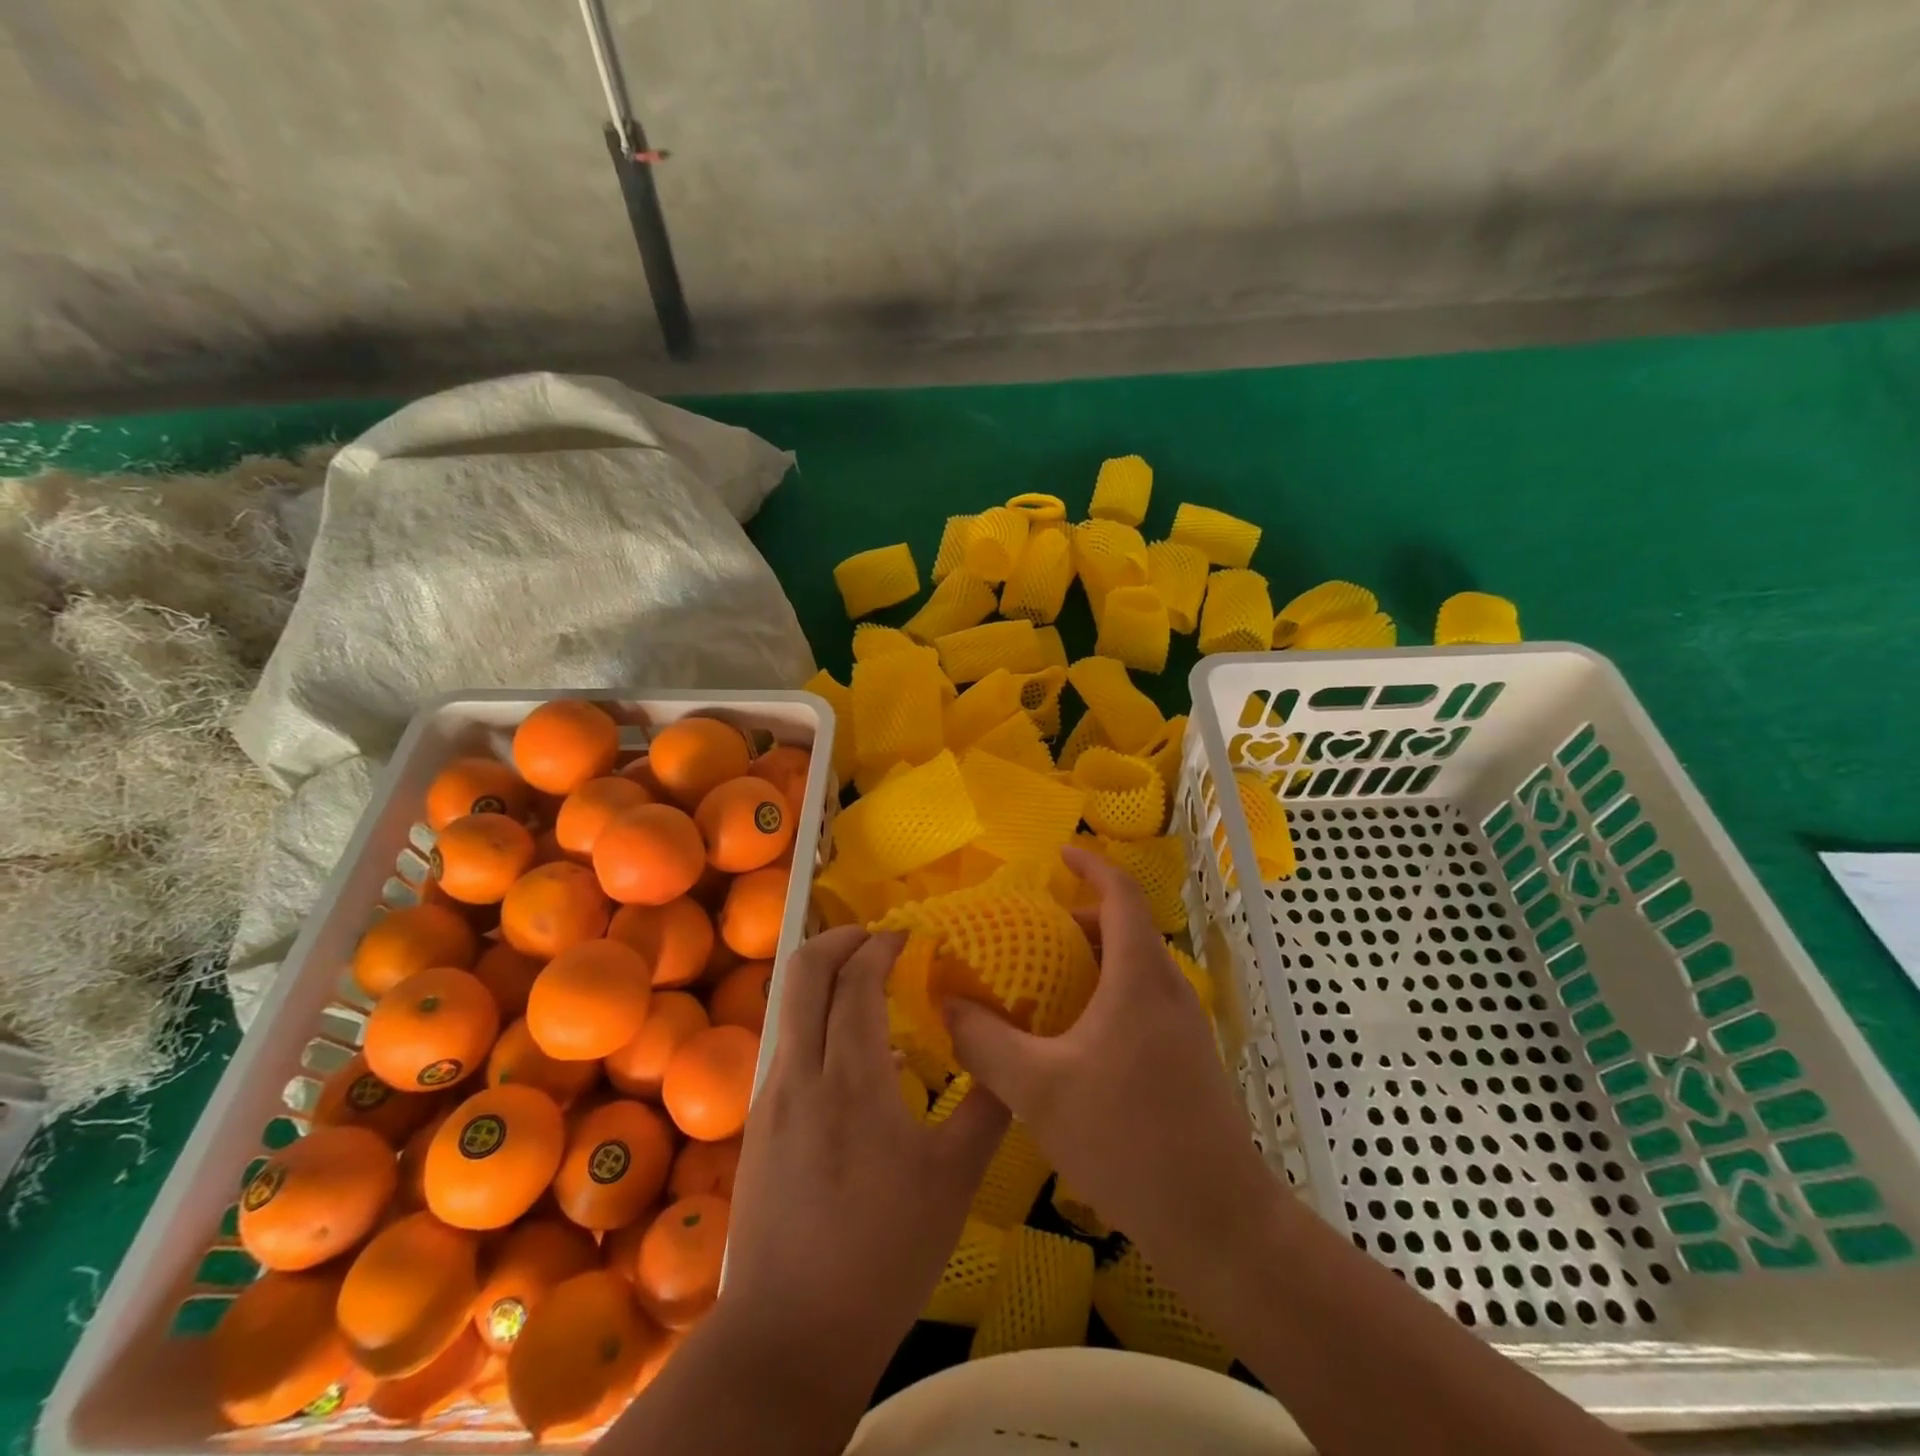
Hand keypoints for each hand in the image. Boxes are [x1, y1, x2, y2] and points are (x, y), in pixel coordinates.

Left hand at [719, 926, 1009, 1375]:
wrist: (790, 1335)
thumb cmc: (884, 1254)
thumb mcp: (954, 1181)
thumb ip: (987, 1107)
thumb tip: (1011, 1054)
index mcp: (851, 1079)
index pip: (856, 980)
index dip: (883, 945)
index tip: (913, 936)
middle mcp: (801, 1071)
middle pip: (804, 971)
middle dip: (840, 938)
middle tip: (879, 938)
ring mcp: (772, 1096)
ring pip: (790, 1005)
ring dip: (826, 978)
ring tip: (869, 986)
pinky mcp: (761, 1122)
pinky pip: (789, 1044)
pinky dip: (818, 1021)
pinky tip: (854, 1054)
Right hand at [943, 849, 1271, 1261]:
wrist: (1217, 1221)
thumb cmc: (1127, 1139)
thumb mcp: (1038, 1089)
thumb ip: (985, 1042)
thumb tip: (946, 1004)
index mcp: (1139, 977)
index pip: (1121, 894)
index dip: (1091, 864)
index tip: (1058, 854)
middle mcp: (1168, 989)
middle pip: (1125, 929)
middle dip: (1079, 920)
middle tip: (1030, 937)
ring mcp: (1184, 1025)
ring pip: (1135, 968)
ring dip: (1092, 961)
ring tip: (1044, 987)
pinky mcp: (1188, 1058)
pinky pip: (1142, 1000)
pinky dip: (1107, 994)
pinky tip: (1074, 1040)